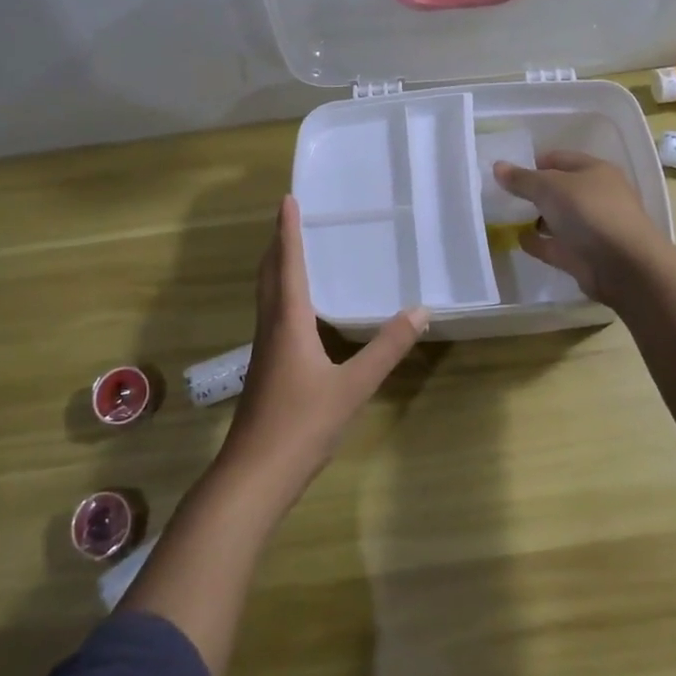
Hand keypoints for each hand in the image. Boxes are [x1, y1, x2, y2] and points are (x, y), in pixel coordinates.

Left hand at [218, 197, 426, 499]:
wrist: (254, 475)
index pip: (288, 264)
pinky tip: (297, 311)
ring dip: (276, 268)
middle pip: (269, 275)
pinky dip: (280, 295)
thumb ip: (386, 348)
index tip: (286, 200)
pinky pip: (271, 315)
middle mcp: (270, 327)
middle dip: (278, 244)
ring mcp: (263, 350)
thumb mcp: (353, 386)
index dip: (287, 231)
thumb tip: (420, 311)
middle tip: (289, 218)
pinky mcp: (264, 369)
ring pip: (266, 296)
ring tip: (292, 252)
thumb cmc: (302, 424)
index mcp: (288, 321)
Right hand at [493, 151, 668, 302]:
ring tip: (505, 218)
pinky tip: (518, 240)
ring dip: (536, 219)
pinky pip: (556, 245)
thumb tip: (497, 166)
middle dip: (534, 192)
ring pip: (559, 219)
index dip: (535, 162)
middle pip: (560, 190)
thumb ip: (522, 179)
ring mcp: (592, 228)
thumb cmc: (589, 212)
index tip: (509, 172)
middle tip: (504, 195)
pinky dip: (539, 242)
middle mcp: (596, 197)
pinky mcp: (585, 256)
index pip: (561, 159)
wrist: (624, 266)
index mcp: (595, 171)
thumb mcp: (550, 187)